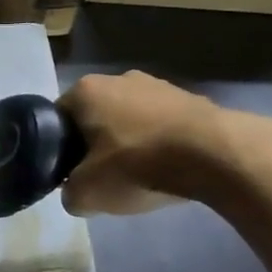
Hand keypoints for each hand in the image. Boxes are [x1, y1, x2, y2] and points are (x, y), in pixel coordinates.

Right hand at [58, 71, 228, 216]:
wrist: (213, 154)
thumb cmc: (137, 164)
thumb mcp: (88, 193)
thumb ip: (70, 194)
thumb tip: (75, 193)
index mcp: (86, 91)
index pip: (58, 118)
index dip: (60, 147)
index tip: (71, 172)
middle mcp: (117, 78)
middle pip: (95, 116)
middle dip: (96, 143)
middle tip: (104, 176)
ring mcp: (157, 84)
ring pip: (130, 118)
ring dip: (131, 141)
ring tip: (141, 174)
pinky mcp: (189, 97)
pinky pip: (162, 123)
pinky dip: (161, 142)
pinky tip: (169, 167)